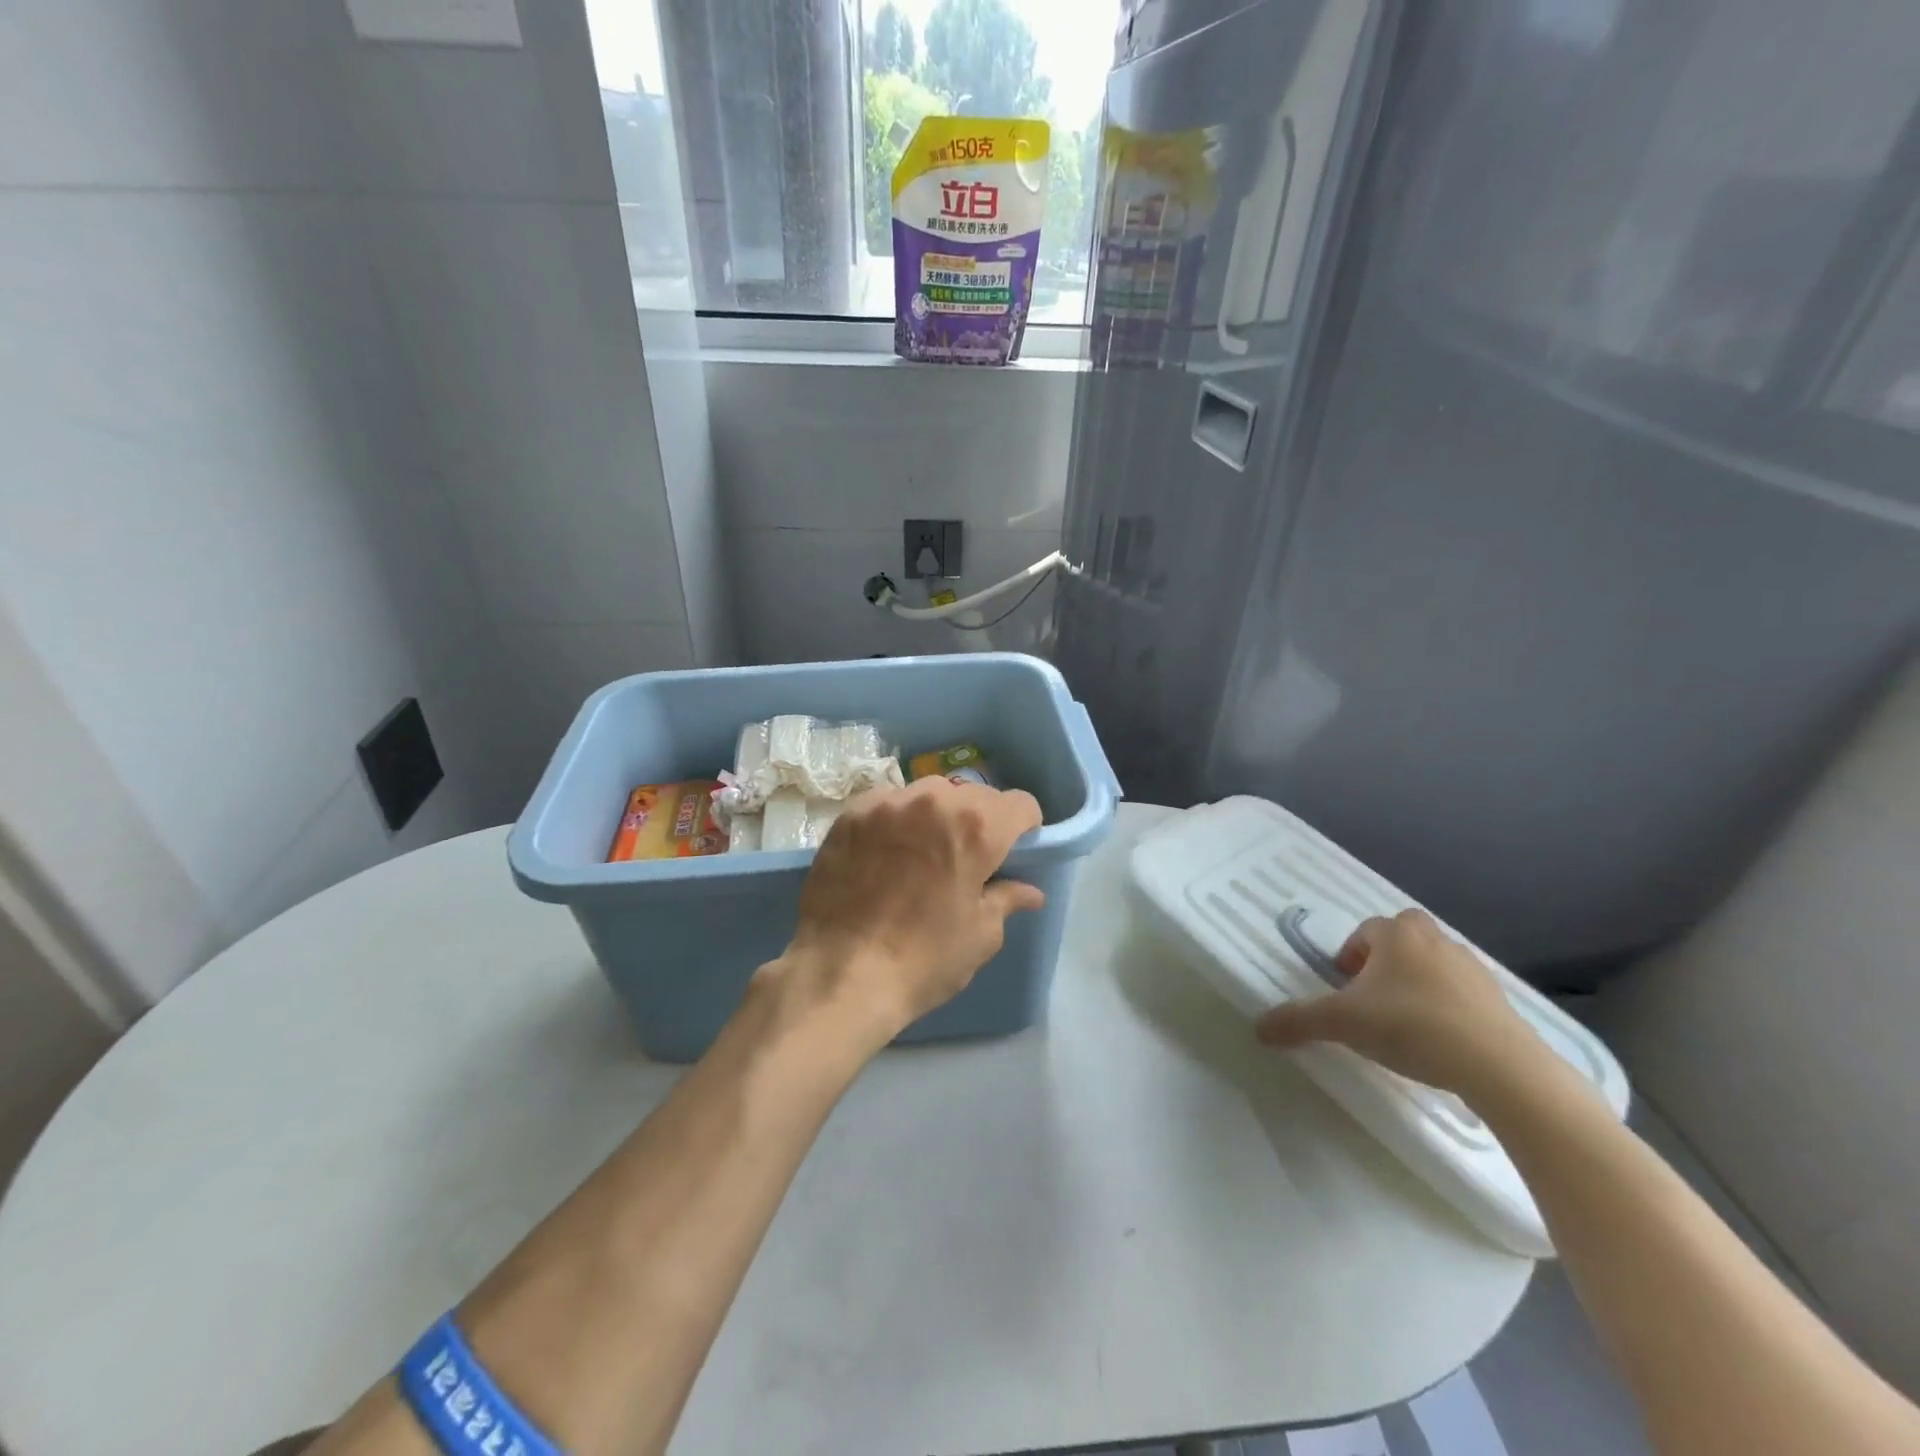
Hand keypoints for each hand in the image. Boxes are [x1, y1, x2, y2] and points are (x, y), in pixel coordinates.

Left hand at [774, 776, 1045, 1043]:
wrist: (840, 974)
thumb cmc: (923, 959)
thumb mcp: (980, 935)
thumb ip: (1006, 900)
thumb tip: (1030, 891)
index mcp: (976, 827)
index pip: (1019, 804)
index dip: (1024, 826)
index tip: (1015, 848)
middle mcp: (934, 801)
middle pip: (973, 794)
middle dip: (980, 819)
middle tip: (969, 855)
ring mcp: (887, 803)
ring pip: (928, 792)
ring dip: (937, 813)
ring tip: (926, 848)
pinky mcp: (850, 814)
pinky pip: (887, 803)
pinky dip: (897, 819)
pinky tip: (887, 851)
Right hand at [1254, 908, 1542, 1096]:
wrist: (1498, 1066)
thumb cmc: (1410, 1026)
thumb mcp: (1342, 1023)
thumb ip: (1298, 1021)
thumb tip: (1258, 1028)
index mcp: (1396, 935)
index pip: (1366, 930)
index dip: (1351, 954)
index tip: (1344, 985)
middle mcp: (1435, 940)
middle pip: (1404, 938)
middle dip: (1386, 959)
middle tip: (1373, 995)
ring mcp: (1473, 969)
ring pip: (1435, 964)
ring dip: (1418, 982)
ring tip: (1405, 1021)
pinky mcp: (1501, 1001)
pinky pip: (1464, 993)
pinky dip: (1448, 1007)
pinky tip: (1440, 1040)